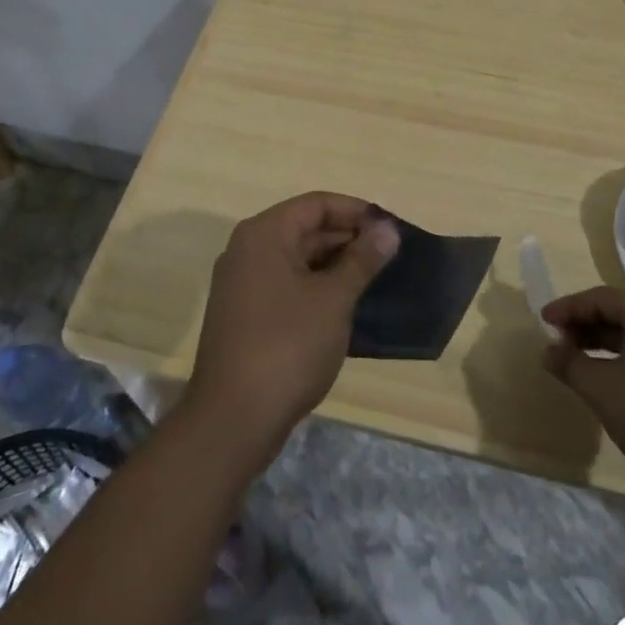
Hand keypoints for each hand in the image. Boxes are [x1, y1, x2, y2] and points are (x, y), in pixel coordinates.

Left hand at [187, 193, 398, 458]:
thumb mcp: (334, 299)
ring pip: (296, 258)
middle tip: (390, 256)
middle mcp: (247, 250)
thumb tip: (388, 228)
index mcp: (264, 234)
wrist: (233, 420)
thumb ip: (362, 259)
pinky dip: (316, 287)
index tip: (391, 229)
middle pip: (305, 228)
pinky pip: (286, 283)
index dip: (356, 211)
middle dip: (348, 238)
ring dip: (335, 264)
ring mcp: (242, 283)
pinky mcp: (244, 313)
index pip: (317, 204)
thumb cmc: (287, 347)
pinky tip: (345, 305)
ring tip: (375, 280)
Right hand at [541, 287, 624, 492]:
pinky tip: (610, 378)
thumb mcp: (600, 388)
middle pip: (620, 312)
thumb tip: (548, 351)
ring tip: (578, 361)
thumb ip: (569, 363)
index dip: (568, 309)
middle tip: (559, 342)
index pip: (601, 298)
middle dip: (586, 325)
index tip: (544, 321)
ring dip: (605, 343)